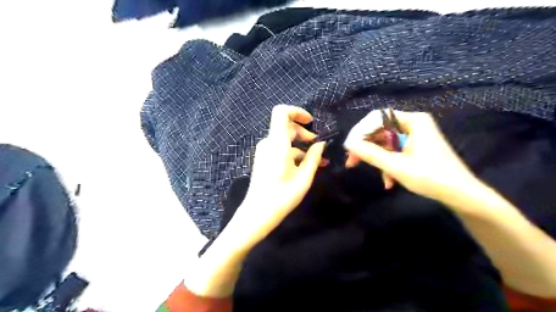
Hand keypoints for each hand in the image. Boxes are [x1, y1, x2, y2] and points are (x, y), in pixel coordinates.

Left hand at [229, 106, 326, 249]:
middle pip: (286, 127)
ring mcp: (264, 151)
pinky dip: (293, 153)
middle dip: (304, 133)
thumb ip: (313, 157)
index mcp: (277, 143)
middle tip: (318, 146)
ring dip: (301, 146)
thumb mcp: (304, 177)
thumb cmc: (283, 195)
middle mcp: (268, 143)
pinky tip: (305, 166)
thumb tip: (321, 144)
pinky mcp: (264, 159)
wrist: (258, 213)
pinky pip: (280, 149)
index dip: (296, 112)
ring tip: (317, 160)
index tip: (311, 122)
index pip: (281, 113)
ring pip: (285, 140)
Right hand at [343, 109, 477, 201]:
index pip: (377, 118)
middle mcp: (413, 123)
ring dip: (377, 158)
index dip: (360, 131)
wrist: (460, 194)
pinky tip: (388, 180)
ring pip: (385, 142)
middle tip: (352, 162)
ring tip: (376, 177)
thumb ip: (370, 153)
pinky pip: (394, 149)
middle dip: (366, 147)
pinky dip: (388, 163)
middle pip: (380, 130)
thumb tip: (348, 144)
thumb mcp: (396, 166)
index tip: (349, 147)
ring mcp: (415, 134)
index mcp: (413, 121)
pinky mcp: (416, 145)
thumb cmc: (430, 177)